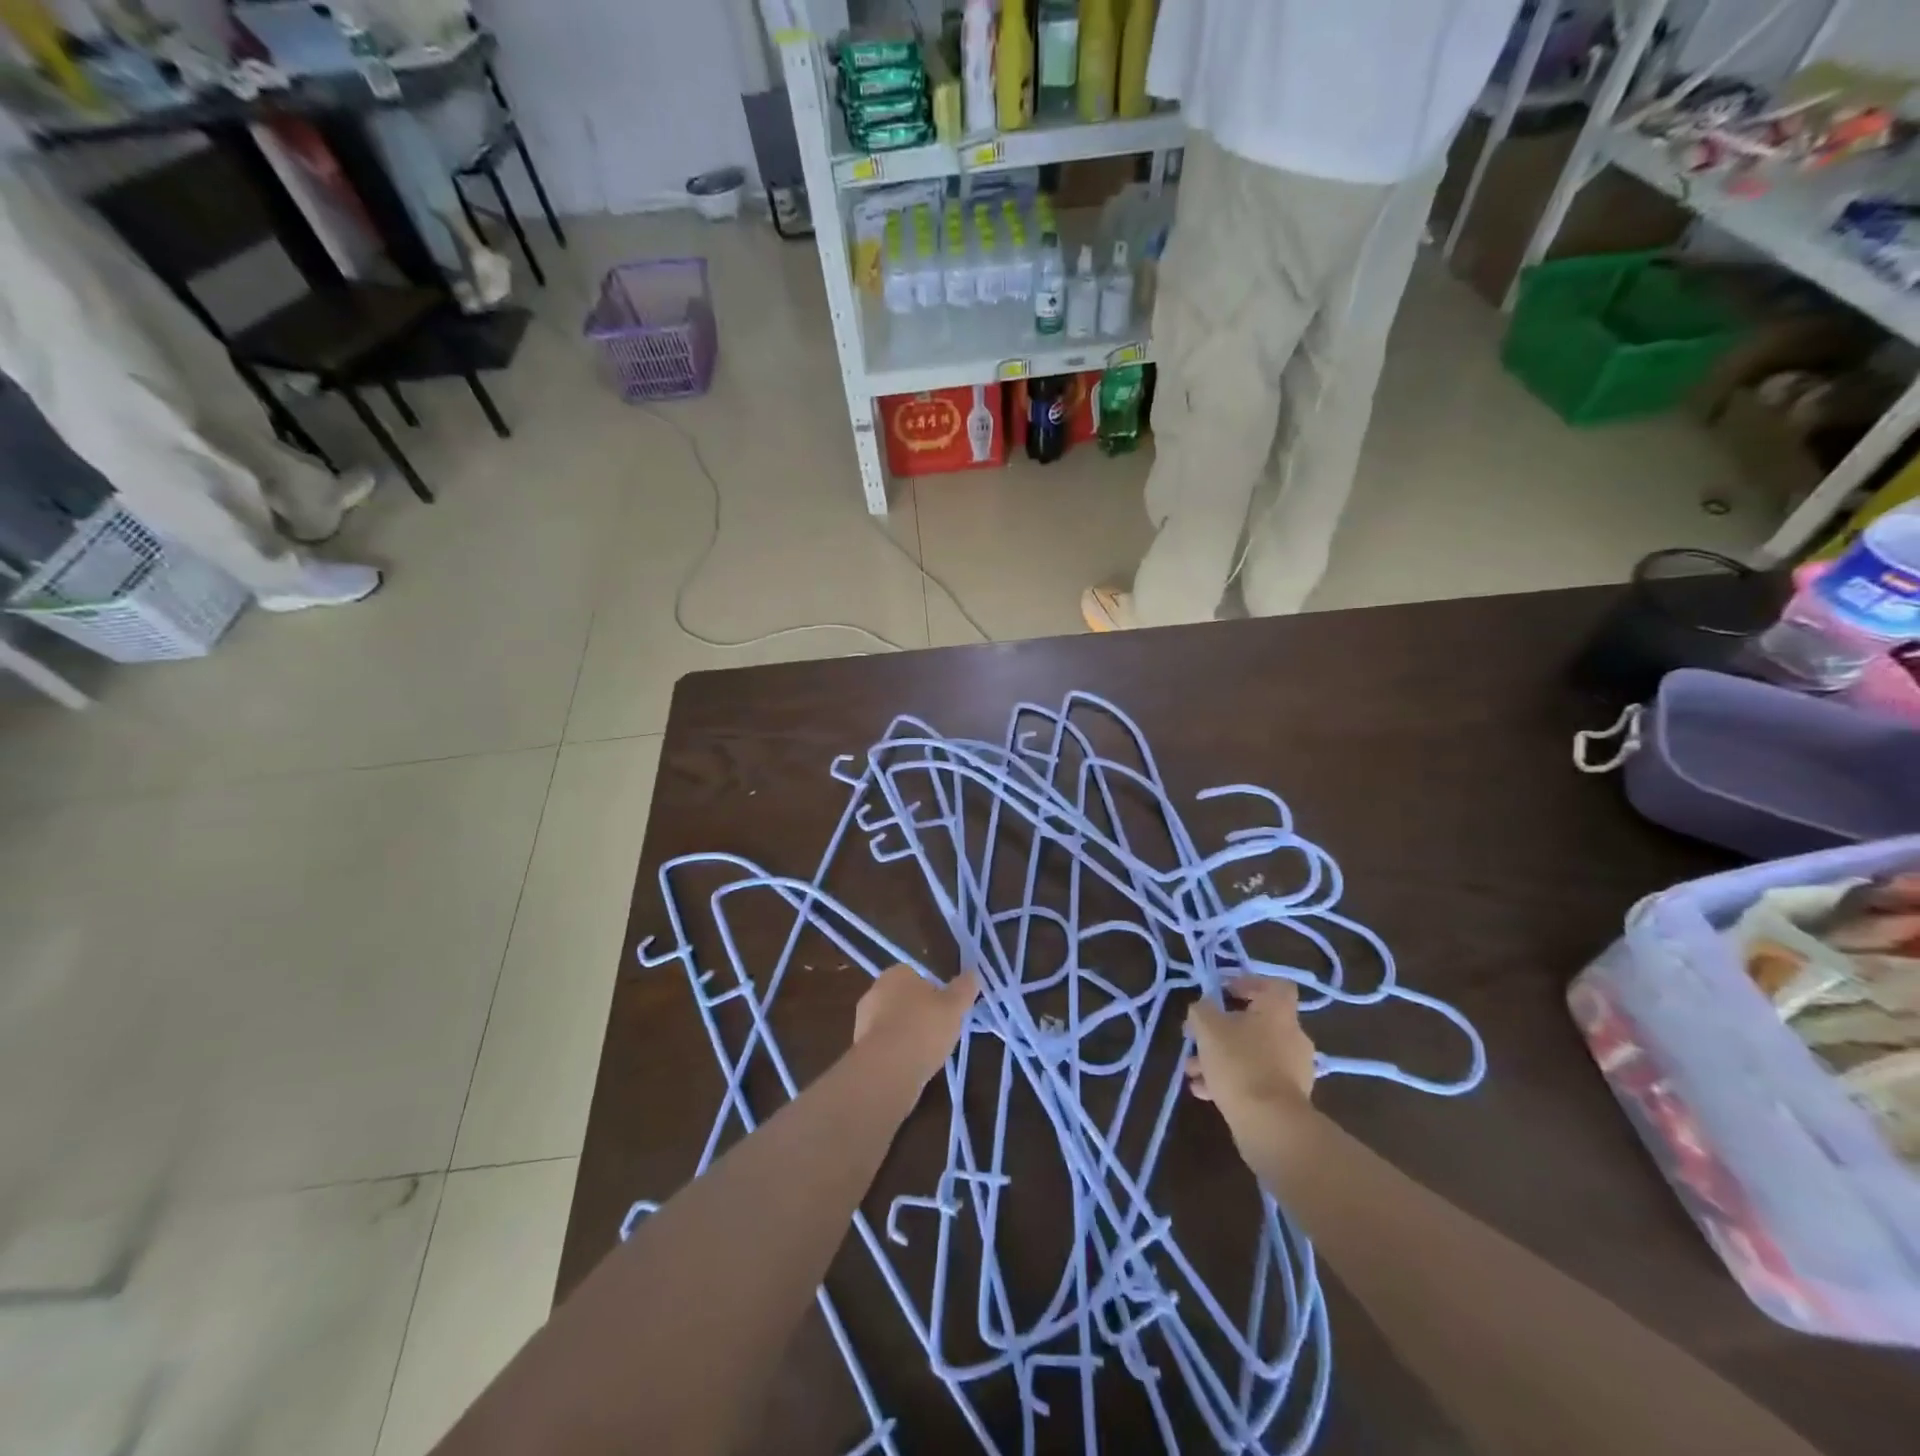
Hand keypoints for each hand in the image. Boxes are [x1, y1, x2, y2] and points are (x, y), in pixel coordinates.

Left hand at [854, 965, 978, 1083]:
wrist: (887, 1070)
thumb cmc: (924, 1028)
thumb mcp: (954, 1006)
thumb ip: (964, 988)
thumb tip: (973, 974)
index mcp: (896, 973)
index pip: (918, 975)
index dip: (936, 992)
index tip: (948, 1010)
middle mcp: (875, 991)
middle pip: (905, 999)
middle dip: (921, 1013)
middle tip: (941, 1031)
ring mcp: (863, 1020)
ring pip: (894, 1023)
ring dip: (909, 1035)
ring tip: (929, 1053)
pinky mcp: (860, 1048)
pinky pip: (886, 1046)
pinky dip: (898, 1054)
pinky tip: (912, 1067)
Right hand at [1185, 976, 1316, 1124]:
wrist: (1270, 1124)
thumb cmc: (1239, 1062)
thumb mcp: (1207, 1027)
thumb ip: (1201, 1010)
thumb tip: (1203, 1008)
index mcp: (1279, 1011)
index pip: (1275, 985)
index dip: (1248, 983)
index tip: (1223, 993)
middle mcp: (1292, 1036)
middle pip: (1257, 1022)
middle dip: (1223, 1029)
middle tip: (1199, 1037)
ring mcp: (1293, 1069)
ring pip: (1252, 1053)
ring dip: (1221, 1057)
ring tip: (1192, 1070)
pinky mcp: (1288, 1098)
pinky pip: (1256, 1078)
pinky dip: (1232, 1080)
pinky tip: (1203, 1091)